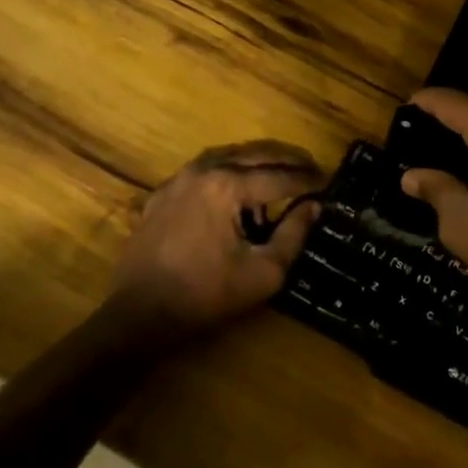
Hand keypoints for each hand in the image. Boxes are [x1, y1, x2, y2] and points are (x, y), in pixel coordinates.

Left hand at [111, 140, 323, 331]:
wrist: (138, 313)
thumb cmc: (205, 295)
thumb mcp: (262, 273)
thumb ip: (293, 235)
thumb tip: (313, 206)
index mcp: (228, 186)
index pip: (279, 177)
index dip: (307, 180)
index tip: (329, 182)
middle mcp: (204, 170)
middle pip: (255, 154)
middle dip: (287, 159)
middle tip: (312, 167)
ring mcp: (180, 178)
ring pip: (229, 155)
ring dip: (258, 160)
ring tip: (281, 170)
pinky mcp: (164, 192)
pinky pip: (204, 169)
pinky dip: (229, 170)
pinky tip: (238, 186)